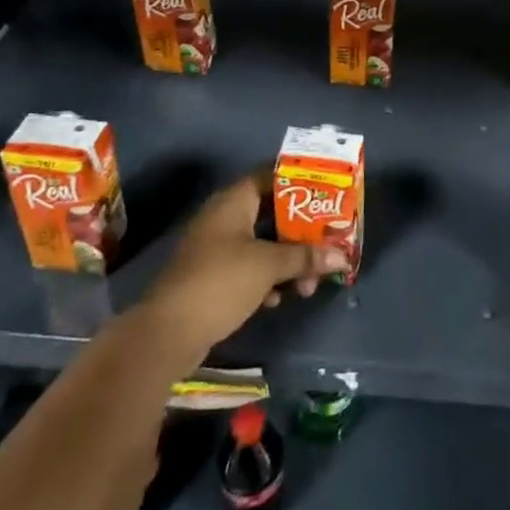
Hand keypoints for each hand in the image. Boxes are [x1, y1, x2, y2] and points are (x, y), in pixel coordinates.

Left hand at [129, 170, 345, 375]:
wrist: (167, 333)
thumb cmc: (221, 281)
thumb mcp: (269, 265)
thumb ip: (305, 257)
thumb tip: (343, 257)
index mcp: (233, 202)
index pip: (270, 176)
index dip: (299, 182)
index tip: (326, 194)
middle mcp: (223, 218)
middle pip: (271, 214)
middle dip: (300, 232)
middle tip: (327, 244)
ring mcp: (215, 249)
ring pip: (262, 244)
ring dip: (287, 261)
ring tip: (308, 284)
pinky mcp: (212, 278)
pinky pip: (249, 268)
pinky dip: (267, 279)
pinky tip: (278, 299)